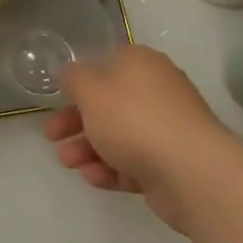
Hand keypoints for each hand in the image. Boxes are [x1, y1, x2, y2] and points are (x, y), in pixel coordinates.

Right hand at [46, 45, 228, 231]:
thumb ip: (74, 78)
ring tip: (68, 163)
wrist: (191, 172)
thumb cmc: (134, 119)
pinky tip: (92, 177)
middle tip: (51, 136)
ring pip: (118, 136)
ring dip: (87, 148)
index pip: (106, 65)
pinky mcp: (170, 164)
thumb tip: (72, 74)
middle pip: (108, 104)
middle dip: (76, 122)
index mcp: (140, 64)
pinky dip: (110, 168)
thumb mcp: (91, 89)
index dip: (80, 83)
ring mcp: (166, 129)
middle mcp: (156, 91)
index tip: (58, 100)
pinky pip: (133, 162)